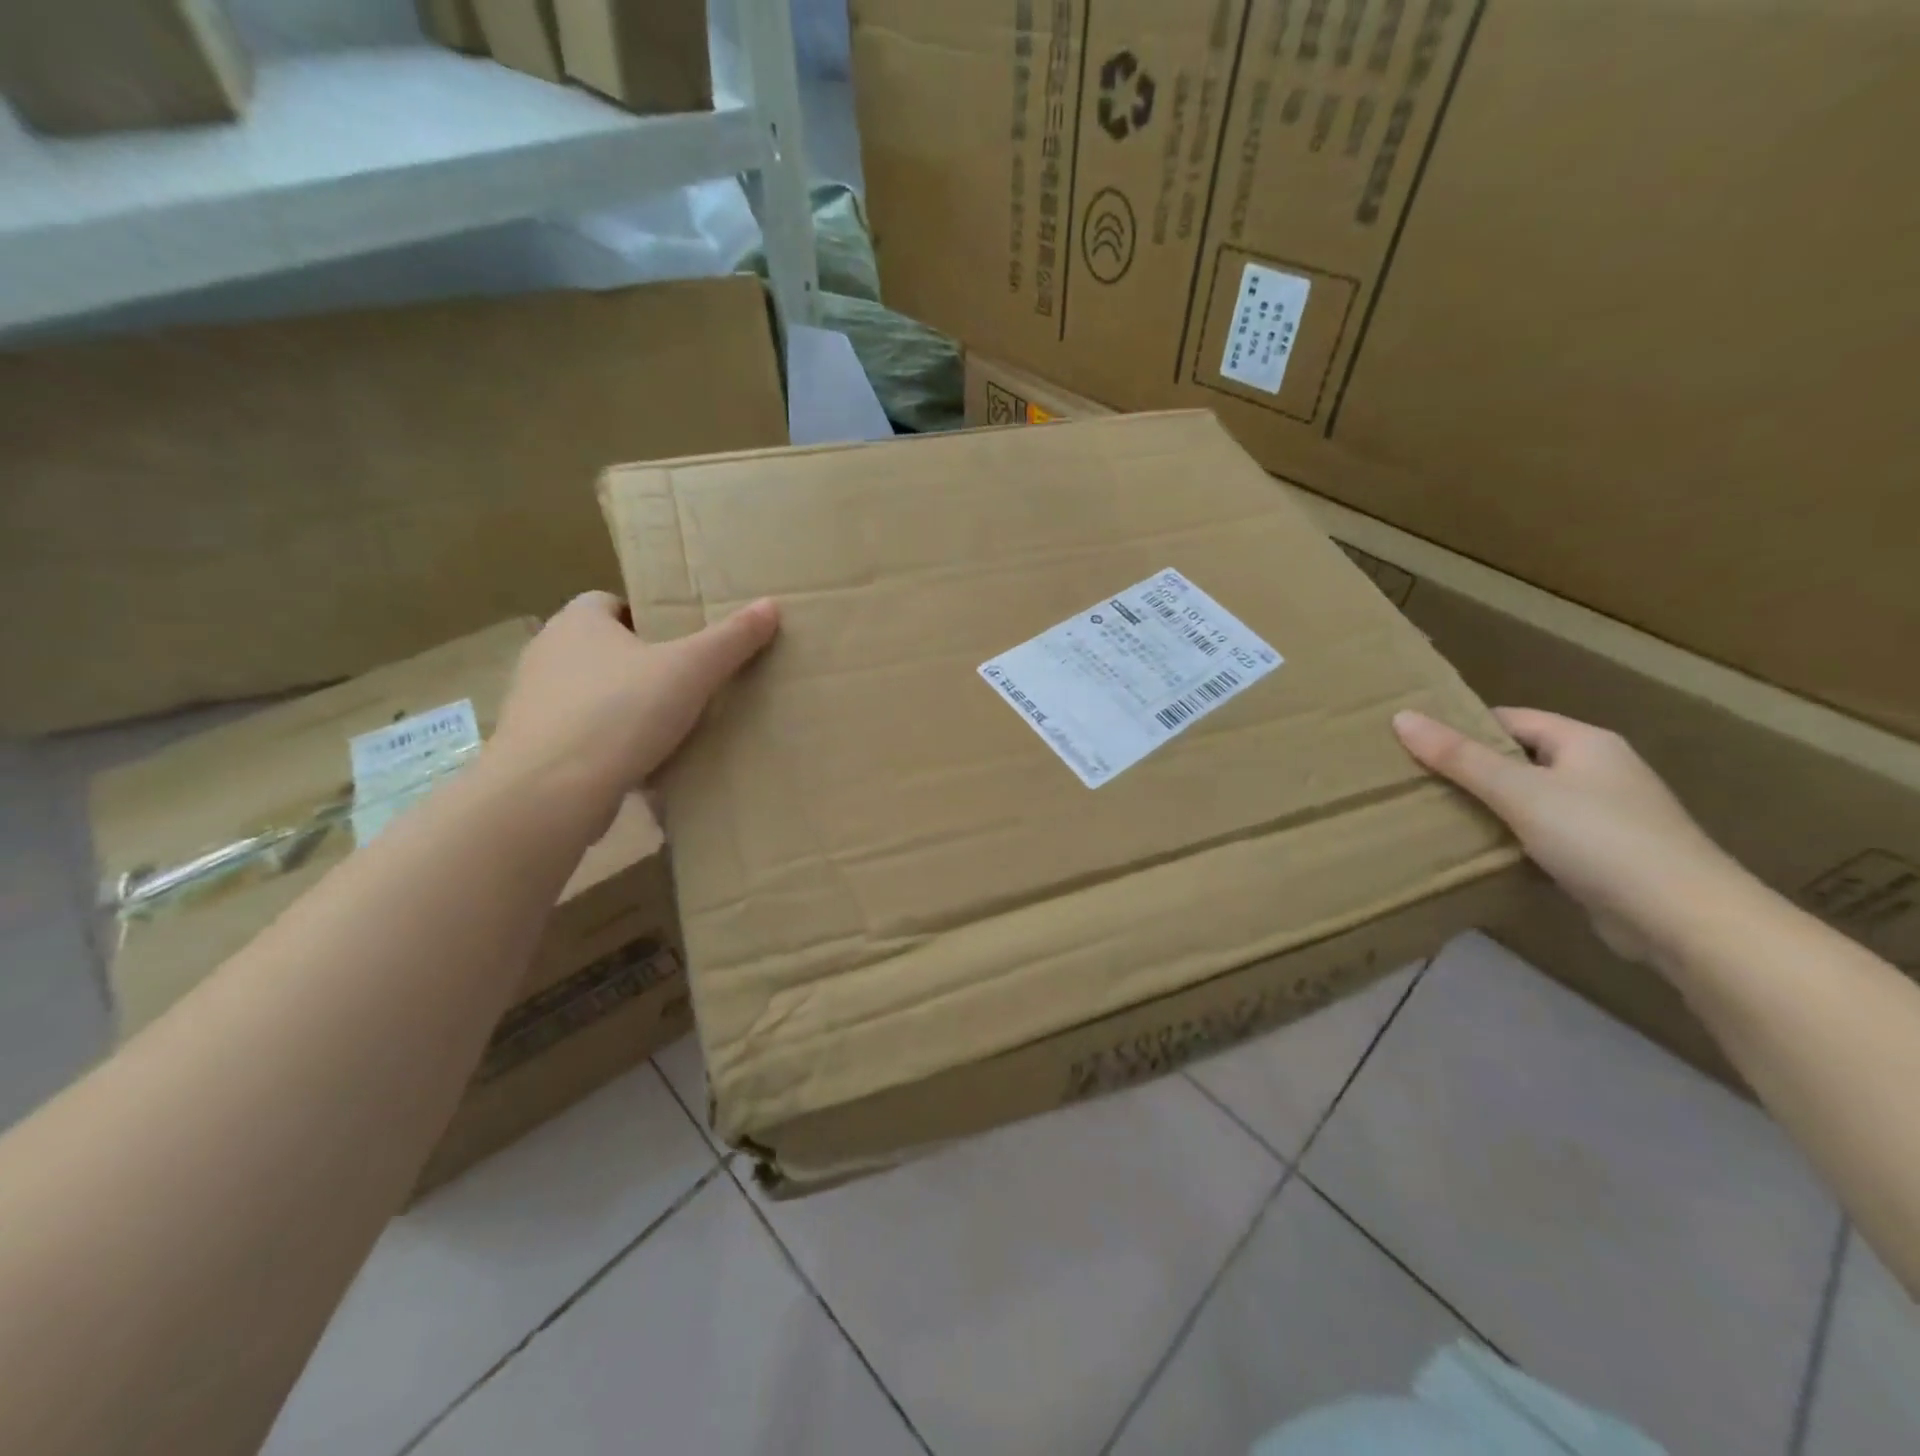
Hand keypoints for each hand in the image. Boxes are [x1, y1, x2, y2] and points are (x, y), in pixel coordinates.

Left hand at [490, 591, 779, 827]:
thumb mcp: (691, 670)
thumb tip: (770, 605)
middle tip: (685, 684)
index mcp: (578, 622)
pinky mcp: (534, 748)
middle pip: (602, 649)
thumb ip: (731, 639)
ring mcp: (534, 703)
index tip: (681, 642)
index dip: (646, 617)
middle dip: (640, 664)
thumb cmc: (620, 713)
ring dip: (623, 706)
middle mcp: (547, 653)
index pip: (609, 601)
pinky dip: (608, 744)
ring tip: (668, 727)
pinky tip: (641, 764)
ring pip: (591, 694)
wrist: (551, 792)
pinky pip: (581, 735)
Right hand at [1393, 708, 1748, 969]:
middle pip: (1519, 759)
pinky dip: (1511, 839)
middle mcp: (1598, 771)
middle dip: (1470, 769)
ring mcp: (1605, 815)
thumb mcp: (1518, 792)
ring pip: (1529, 800)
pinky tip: (1479, 852)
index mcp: (1585, 742)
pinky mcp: (1603, 857)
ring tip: (1434, 814)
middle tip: (1414, 780)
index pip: (1510, 719)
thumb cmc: (1599, 838)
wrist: (1685, 920)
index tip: (1414, 743)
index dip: (1463, 727)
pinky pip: (1542, 836)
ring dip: (1488, 807)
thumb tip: (1401, 717)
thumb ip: (1459, 757)